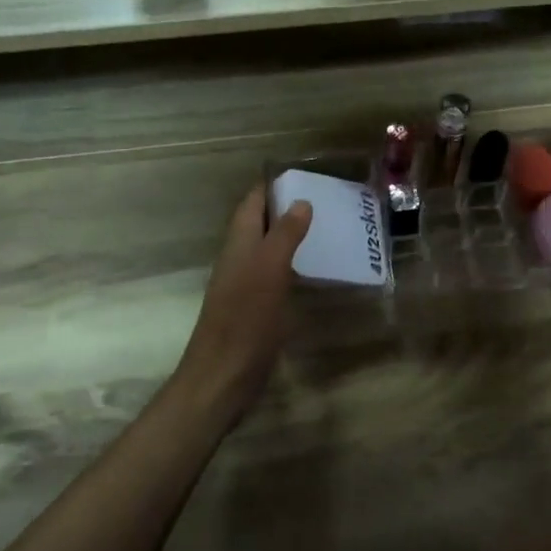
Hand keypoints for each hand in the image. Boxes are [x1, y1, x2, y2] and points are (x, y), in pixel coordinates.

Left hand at [174, 185, 311, 423]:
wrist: (223, 375)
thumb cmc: (246, 319)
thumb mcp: (269, 270)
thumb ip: (284, 235)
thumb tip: (300, 201)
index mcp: (239, 244)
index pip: (253, 202)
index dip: (272, 186)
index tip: (305, 175)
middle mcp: (239, 258)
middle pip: (261, 224)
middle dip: (287, 209)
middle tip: (326, 201)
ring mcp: (246, 284)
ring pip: (269, 249)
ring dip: (292, 237)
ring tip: (328, 229)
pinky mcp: (255, 308)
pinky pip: (275, 275)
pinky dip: (293, 265)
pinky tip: (315, 271)